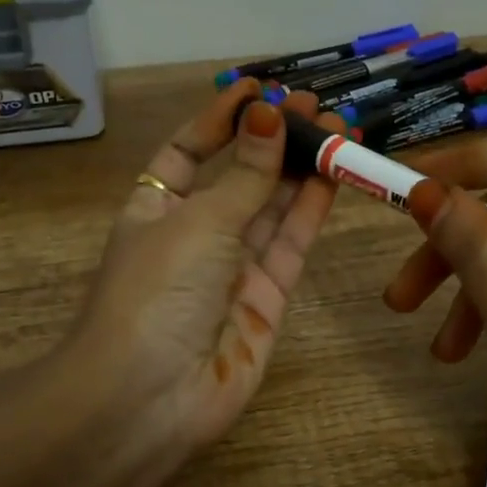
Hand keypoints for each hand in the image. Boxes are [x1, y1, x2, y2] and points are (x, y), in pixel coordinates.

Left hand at [68, 81, 339, 486]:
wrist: (149, 398)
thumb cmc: (157, 291)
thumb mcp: (198, 221)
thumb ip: (245, 174)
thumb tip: (269, 115)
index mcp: (156, 209)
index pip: (189, 152)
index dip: (220, 120)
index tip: (256, 88)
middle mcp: (194, 235)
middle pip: (239, 178)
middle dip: (273, 140)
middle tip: (314, 103)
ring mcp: (232, 270)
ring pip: (273, 209)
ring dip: (301, 168)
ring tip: (337, 126)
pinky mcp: (267, 300)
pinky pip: (291, 246)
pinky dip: (311, 210)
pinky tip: (333, 173)